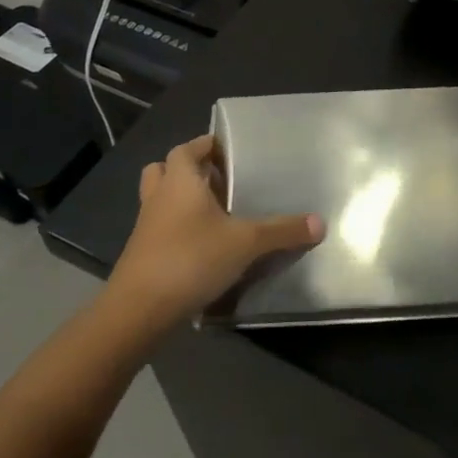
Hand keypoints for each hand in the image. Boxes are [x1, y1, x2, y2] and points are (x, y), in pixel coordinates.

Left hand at [107, 135, 323, 329]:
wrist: (137, 312)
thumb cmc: (190, 259)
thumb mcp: (245, 243)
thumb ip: (281, 231)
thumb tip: (320, 223)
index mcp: (179, 181)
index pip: (187, 149)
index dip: (206, 145)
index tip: (228, 150)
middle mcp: (159, 197)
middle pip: (165, 170)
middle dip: (190, 171)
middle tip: (220, 179)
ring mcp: (146, 227)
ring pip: (160, 200)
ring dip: (180, 200)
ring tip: (214, 212)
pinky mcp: (142, 255)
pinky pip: (160, 229)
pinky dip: (177, 229)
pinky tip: (203, 246)